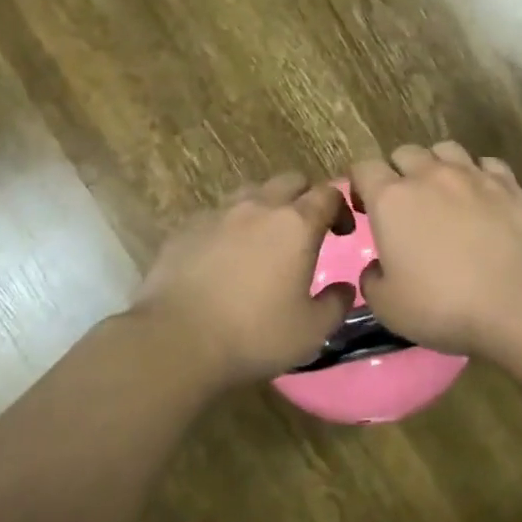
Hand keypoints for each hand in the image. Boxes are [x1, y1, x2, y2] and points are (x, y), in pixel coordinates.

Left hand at [131, 174, 354, 384]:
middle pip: (290, 181)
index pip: (328, 194)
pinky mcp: (185, 228)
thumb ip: (336, 304)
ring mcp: (218, 214)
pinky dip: (229, 227)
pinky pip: (216, 215)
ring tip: (264, 239)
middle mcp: (259, 207)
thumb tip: (345, 288)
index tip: (342, 232)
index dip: (340, 208)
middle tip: (307, 229)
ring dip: (266, 207)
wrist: (176, 341)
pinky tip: (224, 256)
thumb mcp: (312, 331)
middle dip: (304, 197)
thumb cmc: (254, 334)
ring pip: (251, 192)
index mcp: (296, 225)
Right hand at [350, 142, 521, 353]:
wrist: (517, 299)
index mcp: (390, 199)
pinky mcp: (509, 184)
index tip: (364, 210)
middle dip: (398, 172)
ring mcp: (472, 175)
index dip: (360, 185)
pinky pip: (487, 164)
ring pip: (446, 149)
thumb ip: (372, 280)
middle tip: (405, 205)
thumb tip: (377, 268)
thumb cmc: (443, 304)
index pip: (363, 169)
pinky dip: (479, 175)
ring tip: (444, 193)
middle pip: (405, 153)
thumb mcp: (388, 306)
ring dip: (438, 165)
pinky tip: (482, 197)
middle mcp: (429, 175)